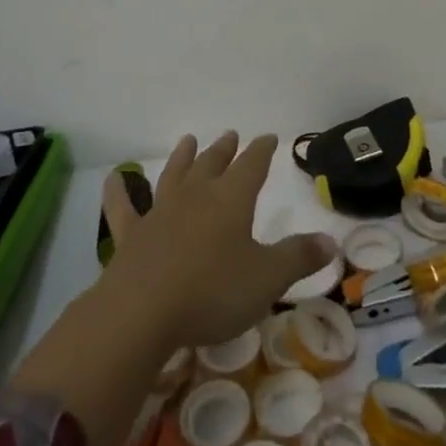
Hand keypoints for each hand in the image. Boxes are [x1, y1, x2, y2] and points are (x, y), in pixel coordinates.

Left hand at [99, 132, 337, 349]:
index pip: (252, 165)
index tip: (268, 137)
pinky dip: (118, 191)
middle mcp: (196, 195)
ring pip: (174, 175)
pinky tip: (114, 179)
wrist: (143, 310)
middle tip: (231, 135)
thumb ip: (298, 257)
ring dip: (183, 157)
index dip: (262, 150)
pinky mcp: (131, 234)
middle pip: (213, 164)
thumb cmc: (213, 291)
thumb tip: (331, 241)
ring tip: (189, 140)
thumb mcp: (267, 279)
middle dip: (225, 149)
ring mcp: (160, 212)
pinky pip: (123, 207)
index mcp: (231, 199)